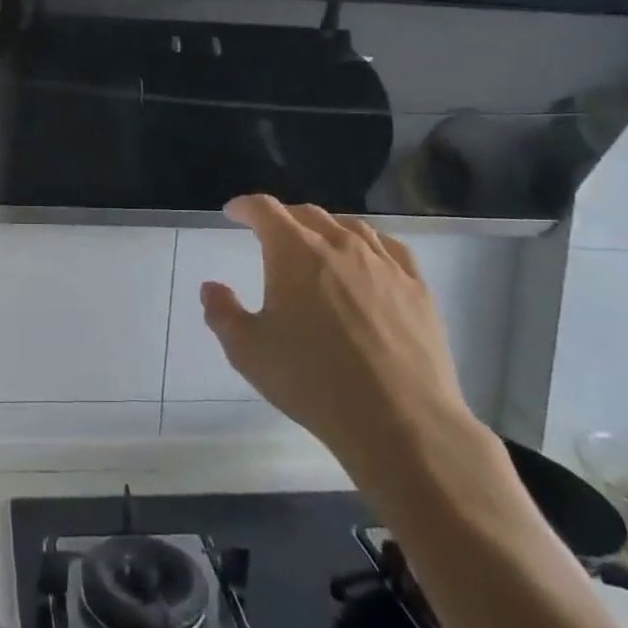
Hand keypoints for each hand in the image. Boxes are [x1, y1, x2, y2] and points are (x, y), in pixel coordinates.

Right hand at [201, 195, 474, 469]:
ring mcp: (383, 262)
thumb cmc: (312, 381)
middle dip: (284, 217)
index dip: (246, 207)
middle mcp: (339, 244)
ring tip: (317, 242)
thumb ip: (222, 313)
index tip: (234, 212)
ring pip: (350, 226)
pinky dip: (369, 243)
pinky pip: (390, 248)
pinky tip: (368, 257)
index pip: (265, 210)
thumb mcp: (248, 352)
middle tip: (270, 232)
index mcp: (294, 251)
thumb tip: (211, 287)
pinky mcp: (416, 286)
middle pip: (308, 214)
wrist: (399, 420)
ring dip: (325, 227)